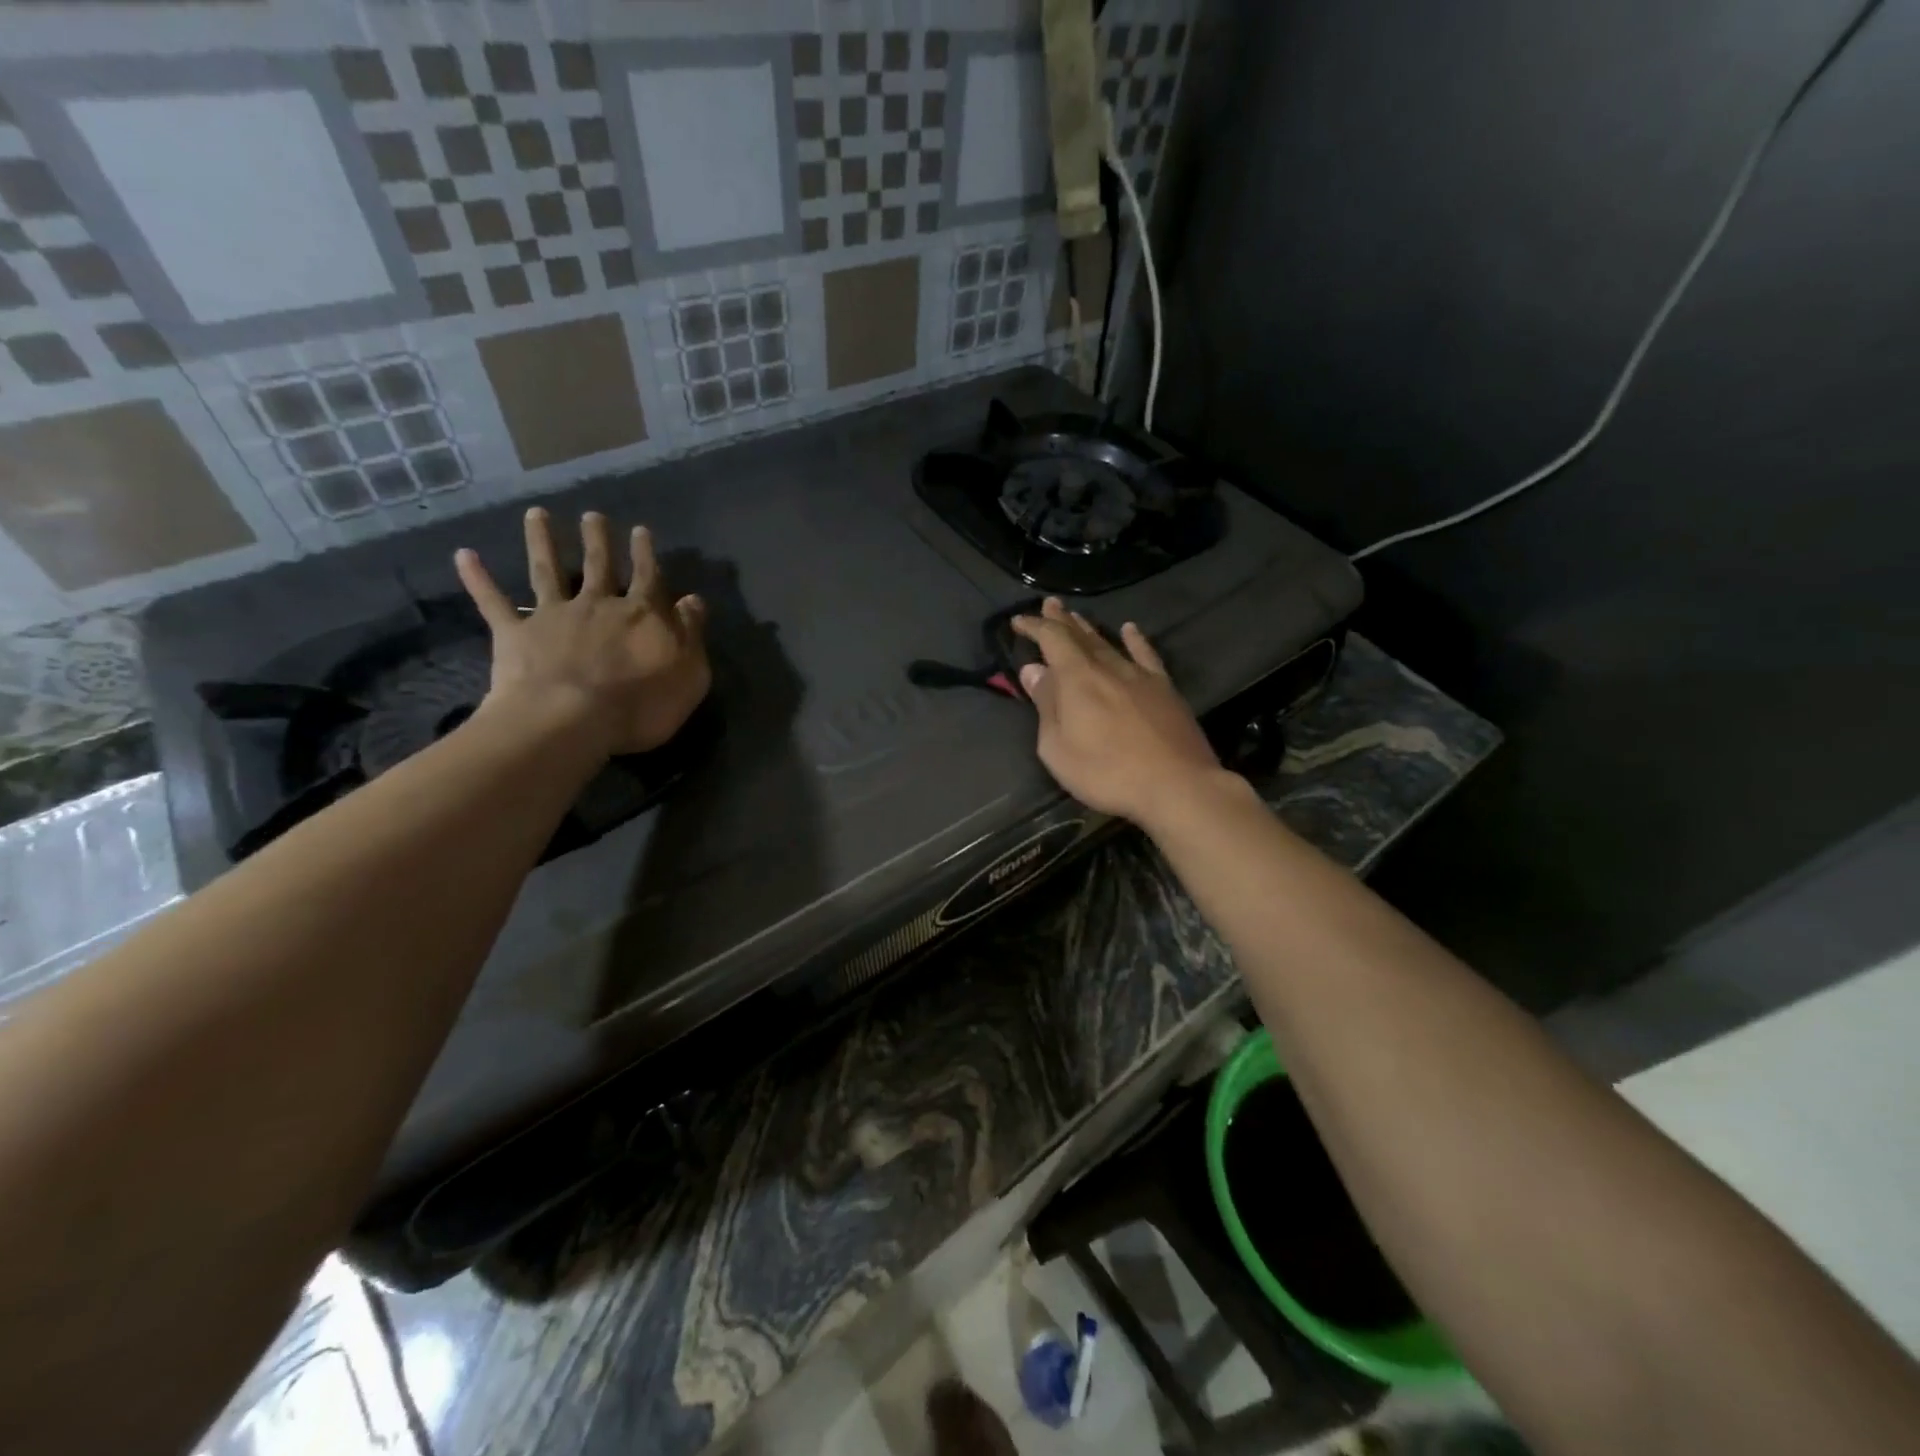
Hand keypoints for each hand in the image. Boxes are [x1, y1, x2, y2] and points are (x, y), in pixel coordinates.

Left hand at [455, 508, 710, 757]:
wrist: (572, 720)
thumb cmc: (642, 704)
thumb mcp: (689, 673)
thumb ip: (691, 634)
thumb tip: (693, 600)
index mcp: (641, 614)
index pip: (647, 577)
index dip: (646, 554)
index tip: (641, 531)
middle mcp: (597, 604)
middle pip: (599, 565)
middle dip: (597, 539)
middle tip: (592, 516)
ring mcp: (553, 616)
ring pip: (548, 571)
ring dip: (542, 541)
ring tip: (536, 514)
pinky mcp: (516, 634)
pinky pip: (494, 602)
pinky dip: (478, 579)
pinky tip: (464, 556)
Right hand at [1012, 598, 1225, 827]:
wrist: (1177, 785)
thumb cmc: (1106, 773)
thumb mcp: (1058, 748)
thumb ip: (1046, 706)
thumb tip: (1034, 670)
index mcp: (1077, 679)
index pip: (1052, 640)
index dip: (1035, 627)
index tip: (1019, 621)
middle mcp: (1107, 667)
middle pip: (1080, 636)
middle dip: (1061, 620)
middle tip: (1050, 605)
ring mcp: (1139, 676)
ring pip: (1109, 643)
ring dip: (1090, 628)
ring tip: (1077, 616)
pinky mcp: (1164, 689)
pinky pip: (1146, 655)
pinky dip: (1136, 640)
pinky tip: (1130, 629)